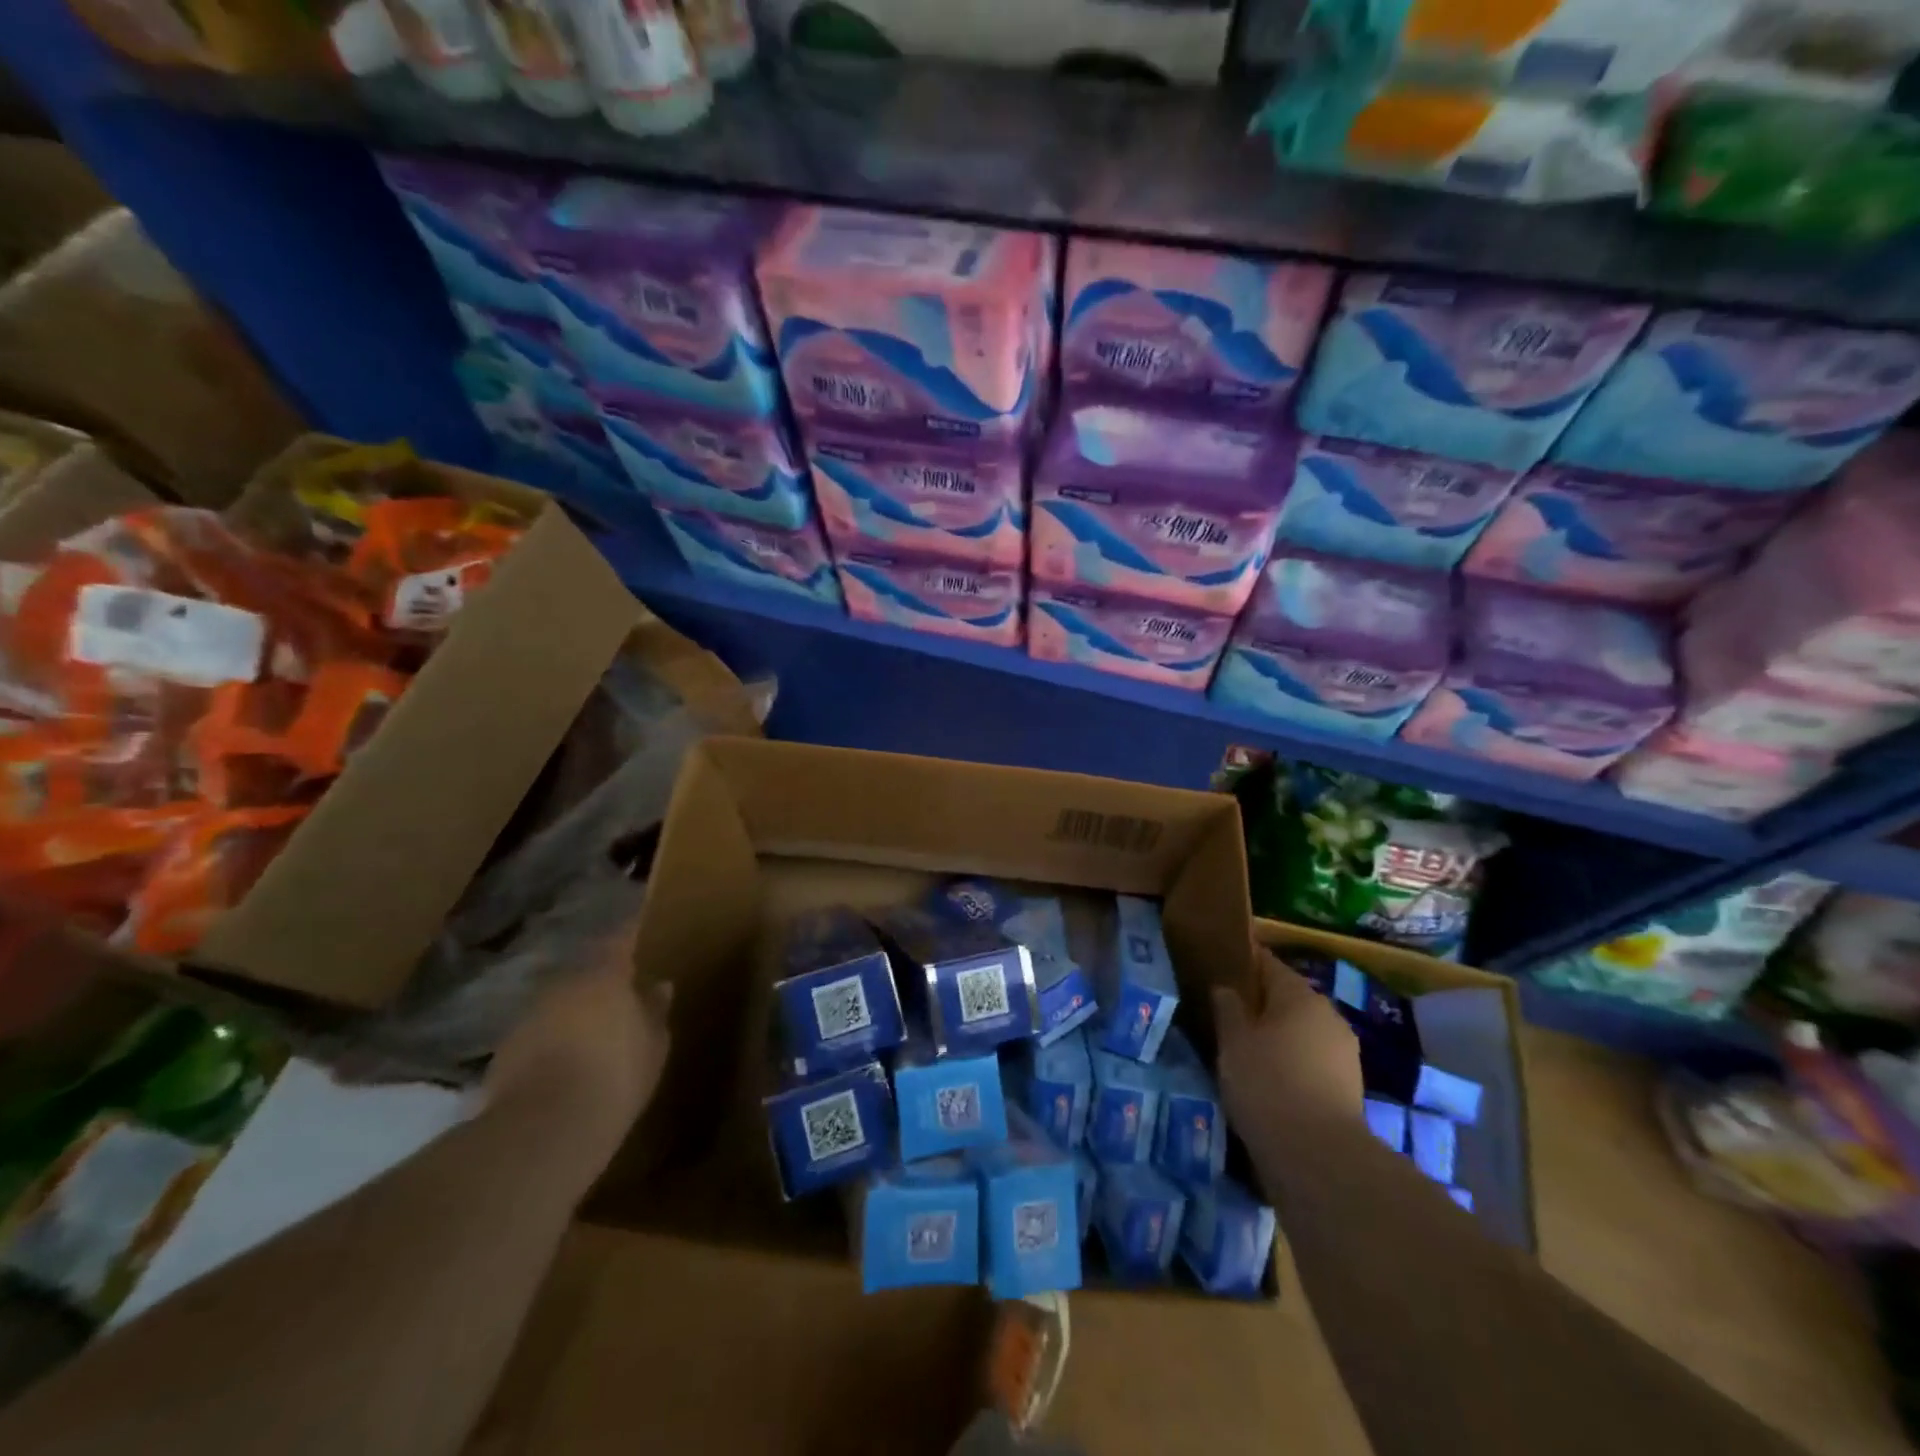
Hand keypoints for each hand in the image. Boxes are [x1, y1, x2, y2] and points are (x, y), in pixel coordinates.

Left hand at [485, 921, 670, 1170]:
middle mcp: (563, 983)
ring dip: (572, 1010)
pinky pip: (537, 1033)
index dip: (628, 928)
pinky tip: (562, 1062)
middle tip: (616, 990)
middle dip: (599, 978)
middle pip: (584, 971)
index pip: (620, 937)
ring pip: (558, 1002)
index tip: (636, 914)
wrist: (545, 1126)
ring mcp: (528, 1015)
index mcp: (605, 974)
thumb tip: (659, 985)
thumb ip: (654, 1010)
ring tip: (588, 1031)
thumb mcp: (653, 1044)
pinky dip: (550, 1040)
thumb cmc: (617, 1073)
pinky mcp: (504, 1050)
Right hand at [1212, 946, 1362, 1140]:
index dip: (1242, 964)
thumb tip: (1226, 988)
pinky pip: (1311, 1060)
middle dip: (1260, 1004)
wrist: (1318, 1157)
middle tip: (1226, 1015)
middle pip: (1288, 998)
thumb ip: (1228, 1008)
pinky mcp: (1349, 1087)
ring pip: (1301, 1031)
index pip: (1268, 963)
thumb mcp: (1233, 1041)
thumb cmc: (1267, 1084)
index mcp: (1300, 995)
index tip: (1219, 970)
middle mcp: (1328, 1015)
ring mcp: (1344, 1052)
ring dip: (1277, 1036)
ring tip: (1245, 1050)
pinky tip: (1269, 1080)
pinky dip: (1291, 1063)